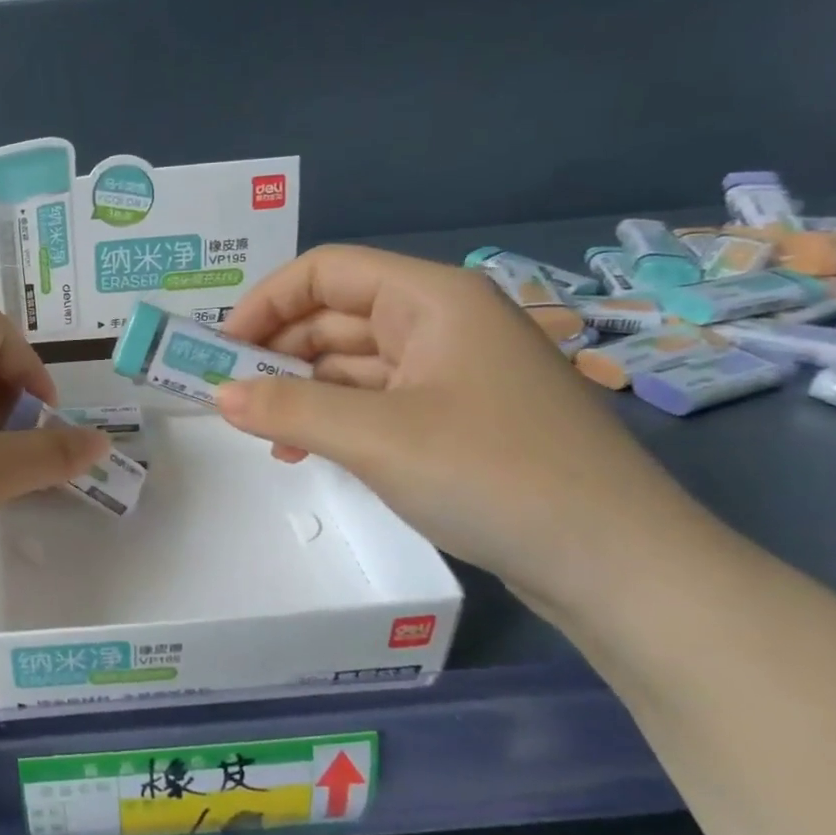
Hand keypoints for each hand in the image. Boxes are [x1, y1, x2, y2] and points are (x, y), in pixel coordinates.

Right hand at [215, 246, 714, 614]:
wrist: (617, 563)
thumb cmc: (495, 475)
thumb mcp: (377, 438)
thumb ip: (288, 410)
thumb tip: (218, 395)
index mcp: (431, 299)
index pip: (326, 271)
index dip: (265, 302)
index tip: (219, 350)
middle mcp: (441, 322)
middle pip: (336, 315)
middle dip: (277, 350)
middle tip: (227, 396)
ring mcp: (451, 372)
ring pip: (352, 362)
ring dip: (300, 390)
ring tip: (260, 432)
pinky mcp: (455, 418)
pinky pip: (375, 401)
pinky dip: (333, 418)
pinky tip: (304, 451)